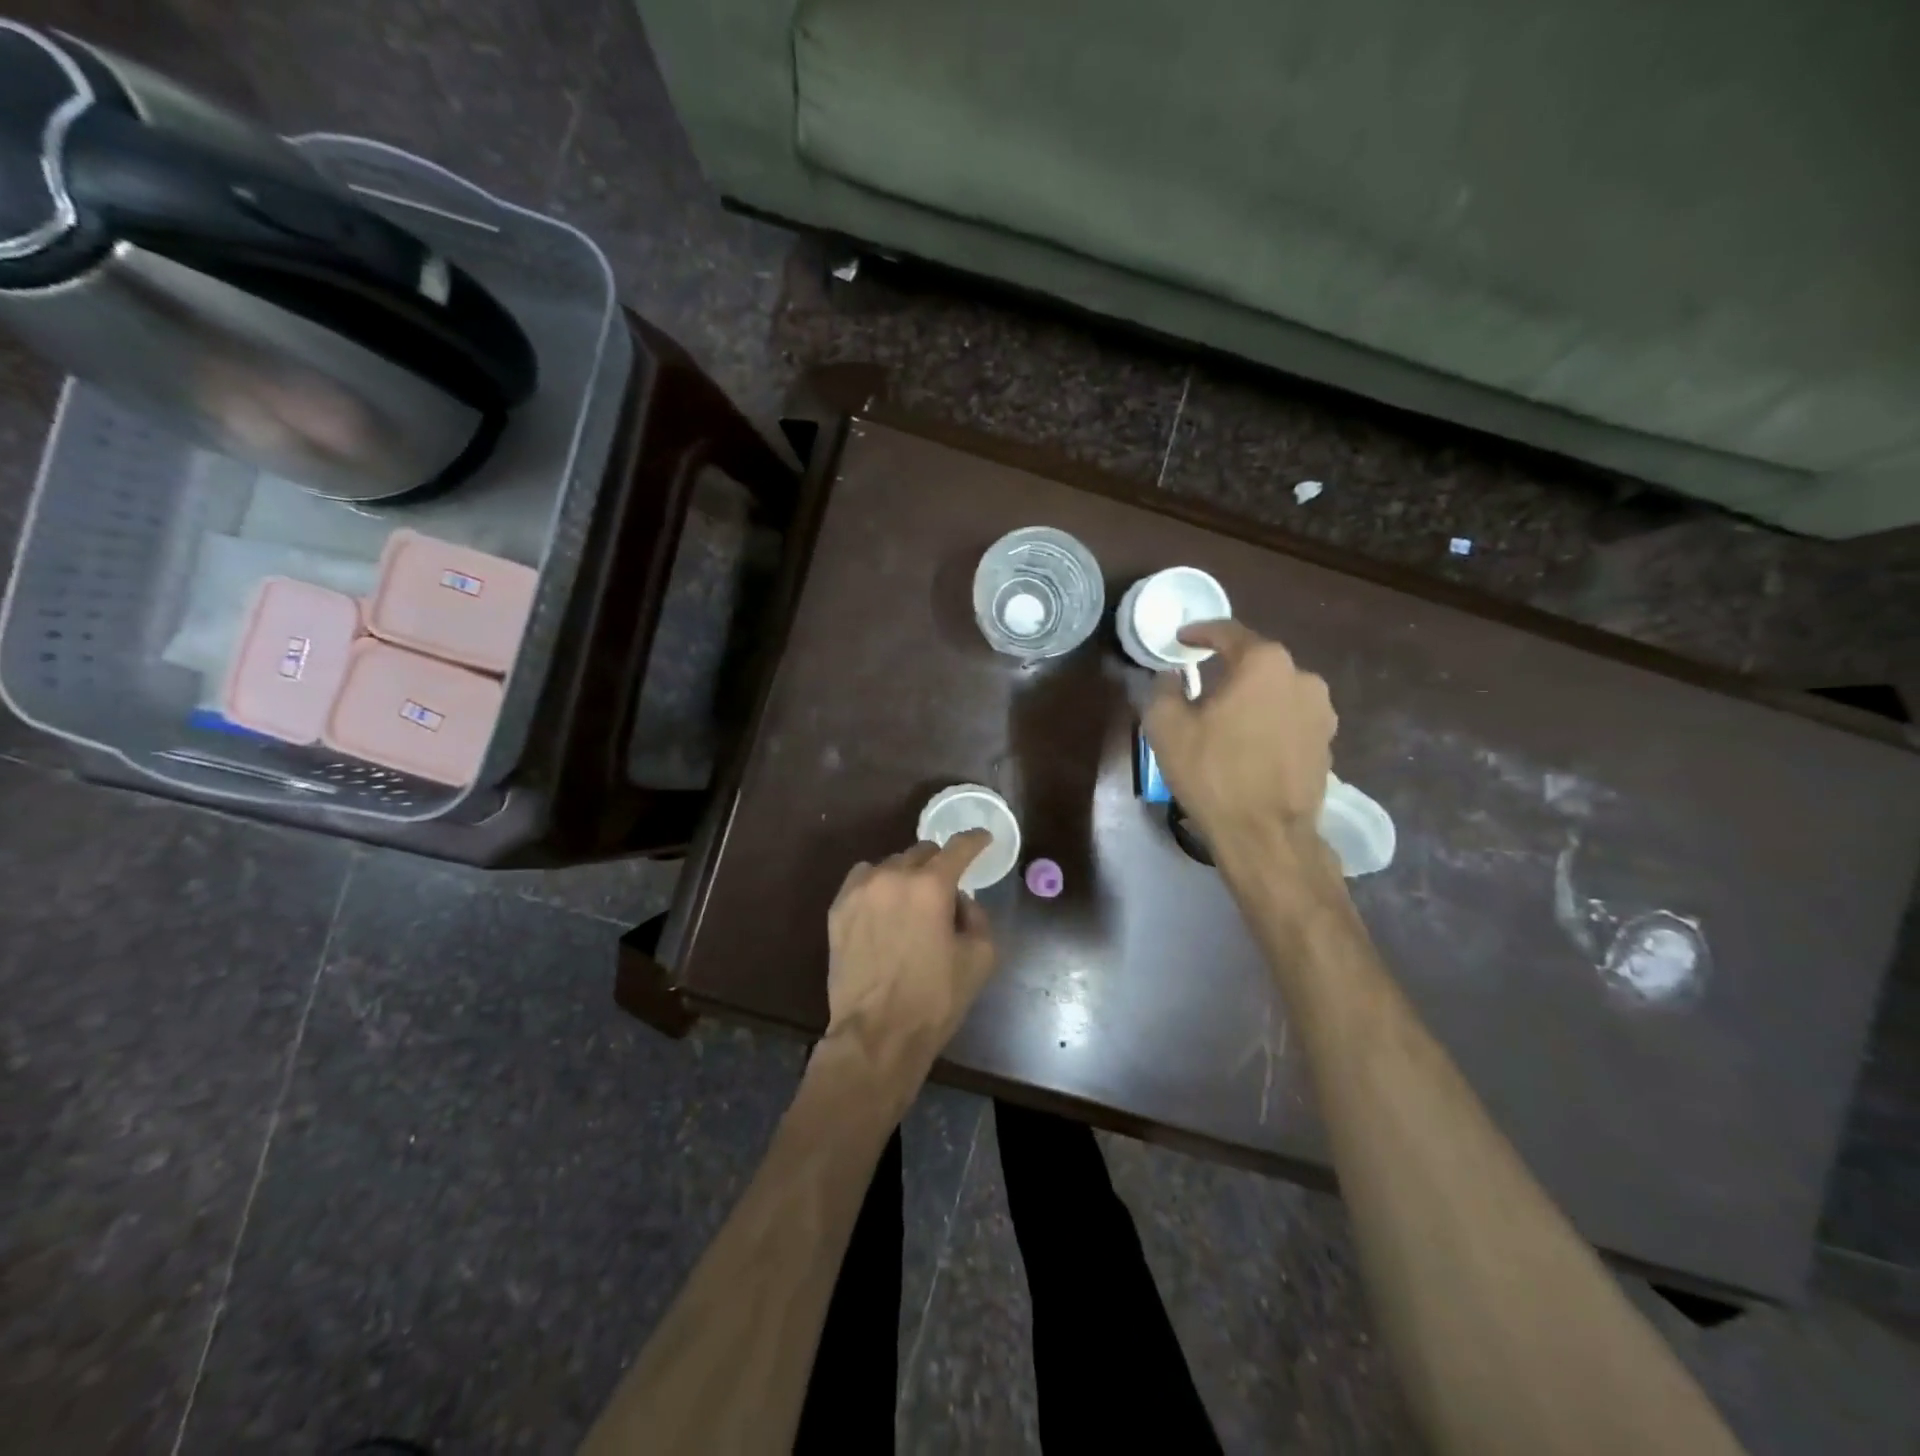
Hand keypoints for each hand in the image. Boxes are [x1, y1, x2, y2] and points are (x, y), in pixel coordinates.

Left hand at [824, 831, 997, 1071]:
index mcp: (931, 886)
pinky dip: (878, 885)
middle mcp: (893, 877)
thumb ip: (977, 916)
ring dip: (906, 875)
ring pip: (891, 864)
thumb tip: (959, 901)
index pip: (958, 848)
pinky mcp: (838, 908)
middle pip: (922, 852)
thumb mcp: (980, 958)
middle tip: (945, 888)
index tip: (982, 839)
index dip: (975, 840)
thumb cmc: (935, 999)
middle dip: (938, 864)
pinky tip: (883, 908)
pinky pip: (863, 879)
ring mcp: (861, 890)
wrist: (877, 1034)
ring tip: (911, 902)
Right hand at [1143, 620, 1337, 856]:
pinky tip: (1249, 745)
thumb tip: (1172, 677)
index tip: (1181, 639)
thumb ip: (1164, 689)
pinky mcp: (1327, 742)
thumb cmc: (1212, 772)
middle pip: (1256, 662)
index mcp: (1263, 663)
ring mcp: (1321, 711)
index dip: (1200, 632)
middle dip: (1228, 669)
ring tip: (1226, 719)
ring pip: (1276, 692)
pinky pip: (1290, 719)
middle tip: (1200, 684)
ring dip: (1251, 698)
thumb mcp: (1166, 727)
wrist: (1265, 834)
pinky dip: (1268, 723)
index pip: (1228, 632)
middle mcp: (1301, 677)